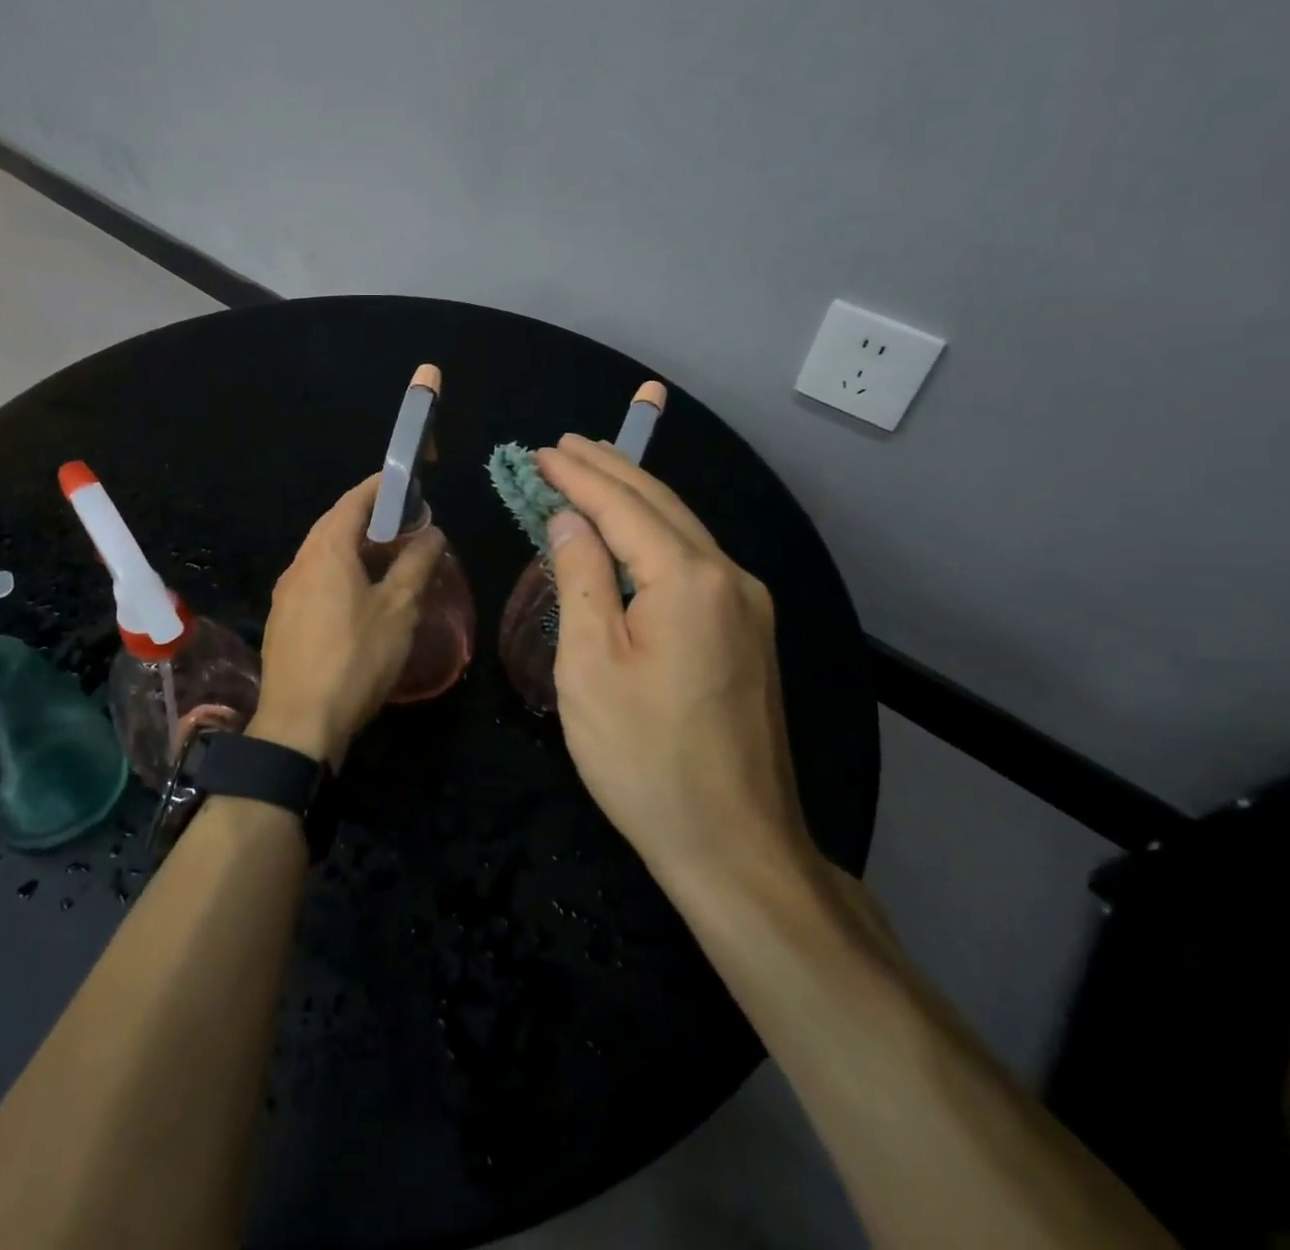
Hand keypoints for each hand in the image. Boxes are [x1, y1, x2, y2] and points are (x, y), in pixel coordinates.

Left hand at [250, 474, 445, 769]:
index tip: (407, 481)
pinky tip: (359, 593)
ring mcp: (286, 593)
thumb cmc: (355, 659)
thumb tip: (431, 532)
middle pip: (334, 524)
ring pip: (322, 553)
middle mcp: (300, 564)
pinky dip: (339, 570)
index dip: (380, 486)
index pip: (353, 501)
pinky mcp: (283, 620)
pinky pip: (314, 579)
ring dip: (354, 545)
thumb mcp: (398, 610)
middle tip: (405, 520)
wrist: (299, 724)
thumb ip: (416, 565)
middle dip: (368, 515)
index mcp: (326, 552)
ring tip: (388, 554)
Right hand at [538, 434, 817, 888]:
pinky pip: (694, 561)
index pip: (623, 506)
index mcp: (689, 579)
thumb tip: (568, 521)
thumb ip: (581, 580)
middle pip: (661, 504)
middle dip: (609, 469)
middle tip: (565, 445)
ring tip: (593, 470)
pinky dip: (655, 534)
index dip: (578, 476)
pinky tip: (633, 532)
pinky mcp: (749, 632)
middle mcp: (729, 577)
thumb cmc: (644, 759)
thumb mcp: (590, 666)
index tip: (540, 452)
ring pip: (683, 529)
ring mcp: (748, 605)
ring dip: (634, 497)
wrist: (734, 844)